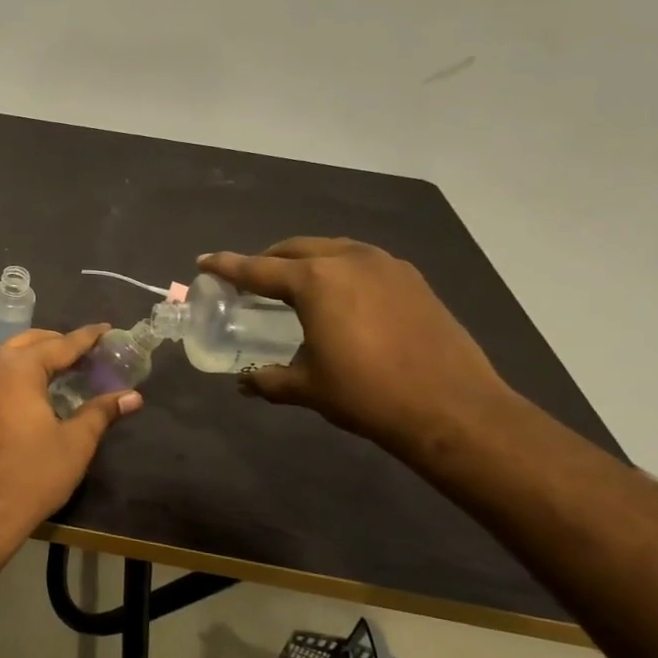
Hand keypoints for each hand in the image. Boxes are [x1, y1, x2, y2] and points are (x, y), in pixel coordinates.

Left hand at [0, 326, 141, 547]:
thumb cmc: (31, 476)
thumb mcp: (75, 444)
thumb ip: (101, 412)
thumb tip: (132, 396)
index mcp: (17, 368)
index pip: (60, 344)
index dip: (86, 338)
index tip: (105, 329)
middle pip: (26, 343)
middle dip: (54, 343)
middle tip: (81, 354)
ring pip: (0, 360)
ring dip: (27, 360)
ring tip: (51, 373)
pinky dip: (5, 380)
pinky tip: (17, 399)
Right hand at [197, 238, 514, 451]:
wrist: (452, 408)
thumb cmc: (367, 394)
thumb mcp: (308, 387)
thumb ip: (269, 379)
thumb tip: (244, 383)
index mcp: (315, 281)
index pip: (257, 268)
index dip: (227, 266)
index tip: (204, 261)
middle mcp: (348, 260)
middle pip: (296, 249)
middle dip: (268, 259)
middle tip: (250, 278)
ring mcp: (386, 265)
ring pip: (332, 249)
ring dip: (306, 260)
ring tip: (295, 283)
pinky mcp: (413, 280)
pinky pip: (363, 261)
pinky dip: (340, 269)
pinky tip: (341, 295)